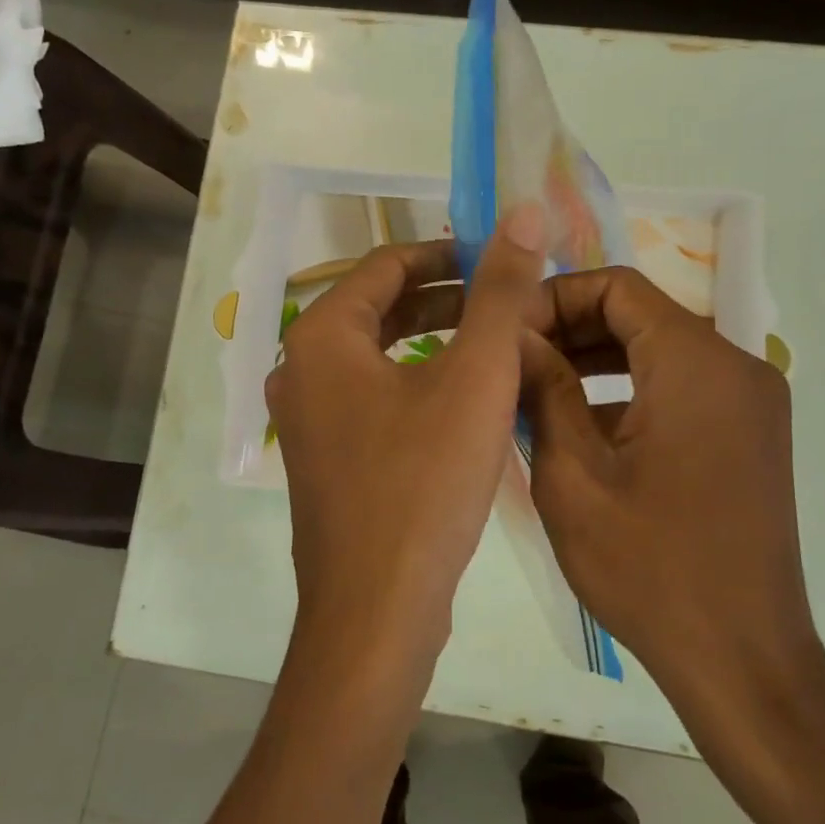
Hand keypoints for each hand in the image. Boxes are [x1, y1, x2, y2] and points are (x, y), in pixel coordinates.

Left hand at [267, 203, 546, 675]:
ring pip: (378, 355)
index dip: (447, 253)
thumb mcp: (475, 377)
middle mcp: (300, 369)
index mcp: (321, 336)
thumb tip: (524, 211)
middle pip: (379, 308)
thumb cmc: (423, 484)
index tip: (500, 259)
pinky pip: (373, 397)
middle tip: (507, 300)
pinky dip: (416, 382)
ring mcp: (309, 419)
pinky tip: (463, 400)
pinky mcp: (326, 460)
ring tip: (495, 343)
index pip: (386, 264)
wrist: (376, 611)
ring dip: (434, 340)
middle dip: (445, 297)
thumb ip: (500, 291)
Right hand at [518, 266, 824, 719]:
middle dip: (571, 329)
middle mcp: (735, 366)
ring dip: (596, 361)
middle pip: (640, 314)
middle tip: (512, 362)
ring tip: (534, 392)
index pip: (617, 286)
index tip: (508, 333)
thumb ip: (542, 388)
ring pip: (659, 351)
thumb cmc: (649, 568)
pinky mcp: (750, 435)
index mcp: (696, 363)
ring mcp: (750, 402)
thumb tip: (512, 332)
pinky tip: (581, 428)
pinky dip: (630, 391)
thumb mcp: (572, 475)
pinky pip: (681, 388)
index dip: (555, 297)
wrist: (743, 662)